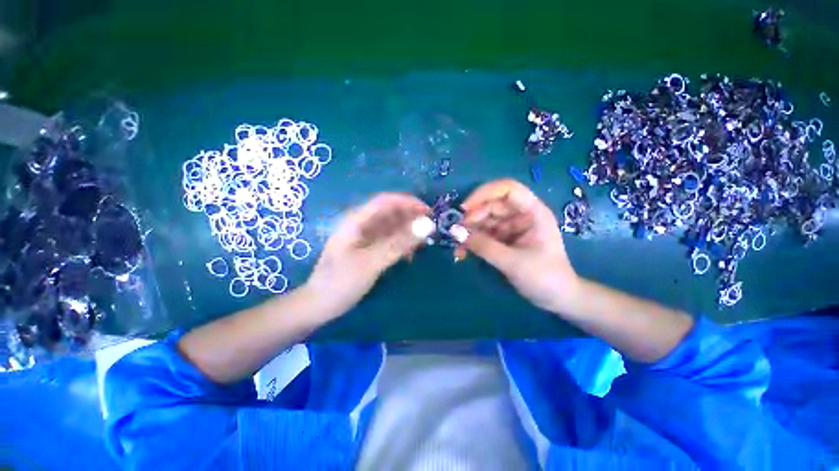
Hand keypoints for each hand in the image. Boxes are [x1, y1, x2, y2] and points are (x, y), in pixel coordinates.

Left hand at [304, 193, 429, 316]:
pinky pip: (390, 241)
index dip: (408, 202)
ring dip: (408, 233)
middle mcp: (362, 225)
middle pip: (391, 213)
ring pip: (392, 227)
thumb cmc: (341, 281)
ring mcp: (365, 238)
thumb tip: (426, 226)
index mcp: (357, 221)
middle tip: (430, 231)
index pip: (386, 201)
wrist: (320, 305)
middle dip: (411, 218)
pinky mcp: (369, 249)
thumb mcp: (371, 262)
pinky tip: (409, 255)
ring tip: (422, 245)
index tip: (429, 213)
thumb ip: (398, 243)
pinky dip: (402, 245)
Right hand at [458, 179, 578, 312]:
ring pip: (484, 221)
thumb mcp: (512, 262)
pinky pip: (483, 235)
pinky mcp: (503, 240)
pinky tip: (462, 253)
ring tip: (458, 249)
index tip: (464, 209)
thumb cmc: (544, 278)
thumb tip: (455, 231)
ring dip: (469, 233)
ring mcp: (511, 228)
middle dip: (472, 218)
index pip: (507, 189)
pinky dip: (472, 243)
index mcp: (532, 212)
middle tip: (457, 234)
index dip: (484, 193)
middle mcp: (520, 216)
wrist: (557, 300)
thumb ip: (483, 246)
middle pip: (491, 206)